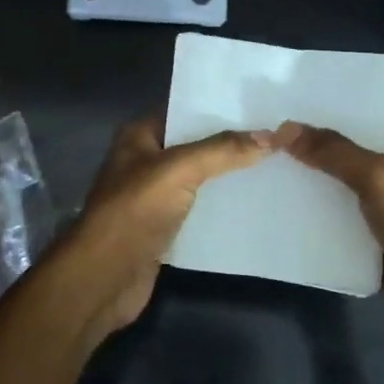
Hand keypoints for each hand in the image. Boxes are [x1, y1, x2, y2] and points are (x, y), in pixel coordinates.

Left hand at [48, 115, 274, 337]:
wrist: (104, 278)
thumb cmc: (134, 212)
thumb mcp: (178, 170)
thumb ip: (222, 151)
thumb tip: (271, 135)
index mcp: (140, 136)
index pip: (186, 110)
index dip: (221, 107)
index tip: (263, 106)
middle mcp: (146, 161)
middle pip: (196, 145)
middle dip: (232, 143)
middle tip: (280, 136)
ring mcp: (154, 197)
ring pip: (200, 179)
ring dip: (231, 177)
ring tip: (278, 165)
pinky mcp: (165, 229)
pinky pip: (200, 211)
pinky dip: (224, 208)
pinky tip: (257, 204)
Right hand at [281, 98, 383, 358]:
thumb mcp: (380, 177)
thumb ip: (333, 151)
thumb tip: (283, 128)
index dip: (350, 86)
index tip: (307, 80)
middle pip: (357, 136)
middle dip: (320, 126)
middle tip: (274, 113)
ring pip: (343, 174)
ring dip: (312, 166)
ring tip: (267, 149)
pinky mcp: (373, 231)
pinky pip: (338, 209)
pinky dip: (314, 202)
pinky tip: (279, 194)